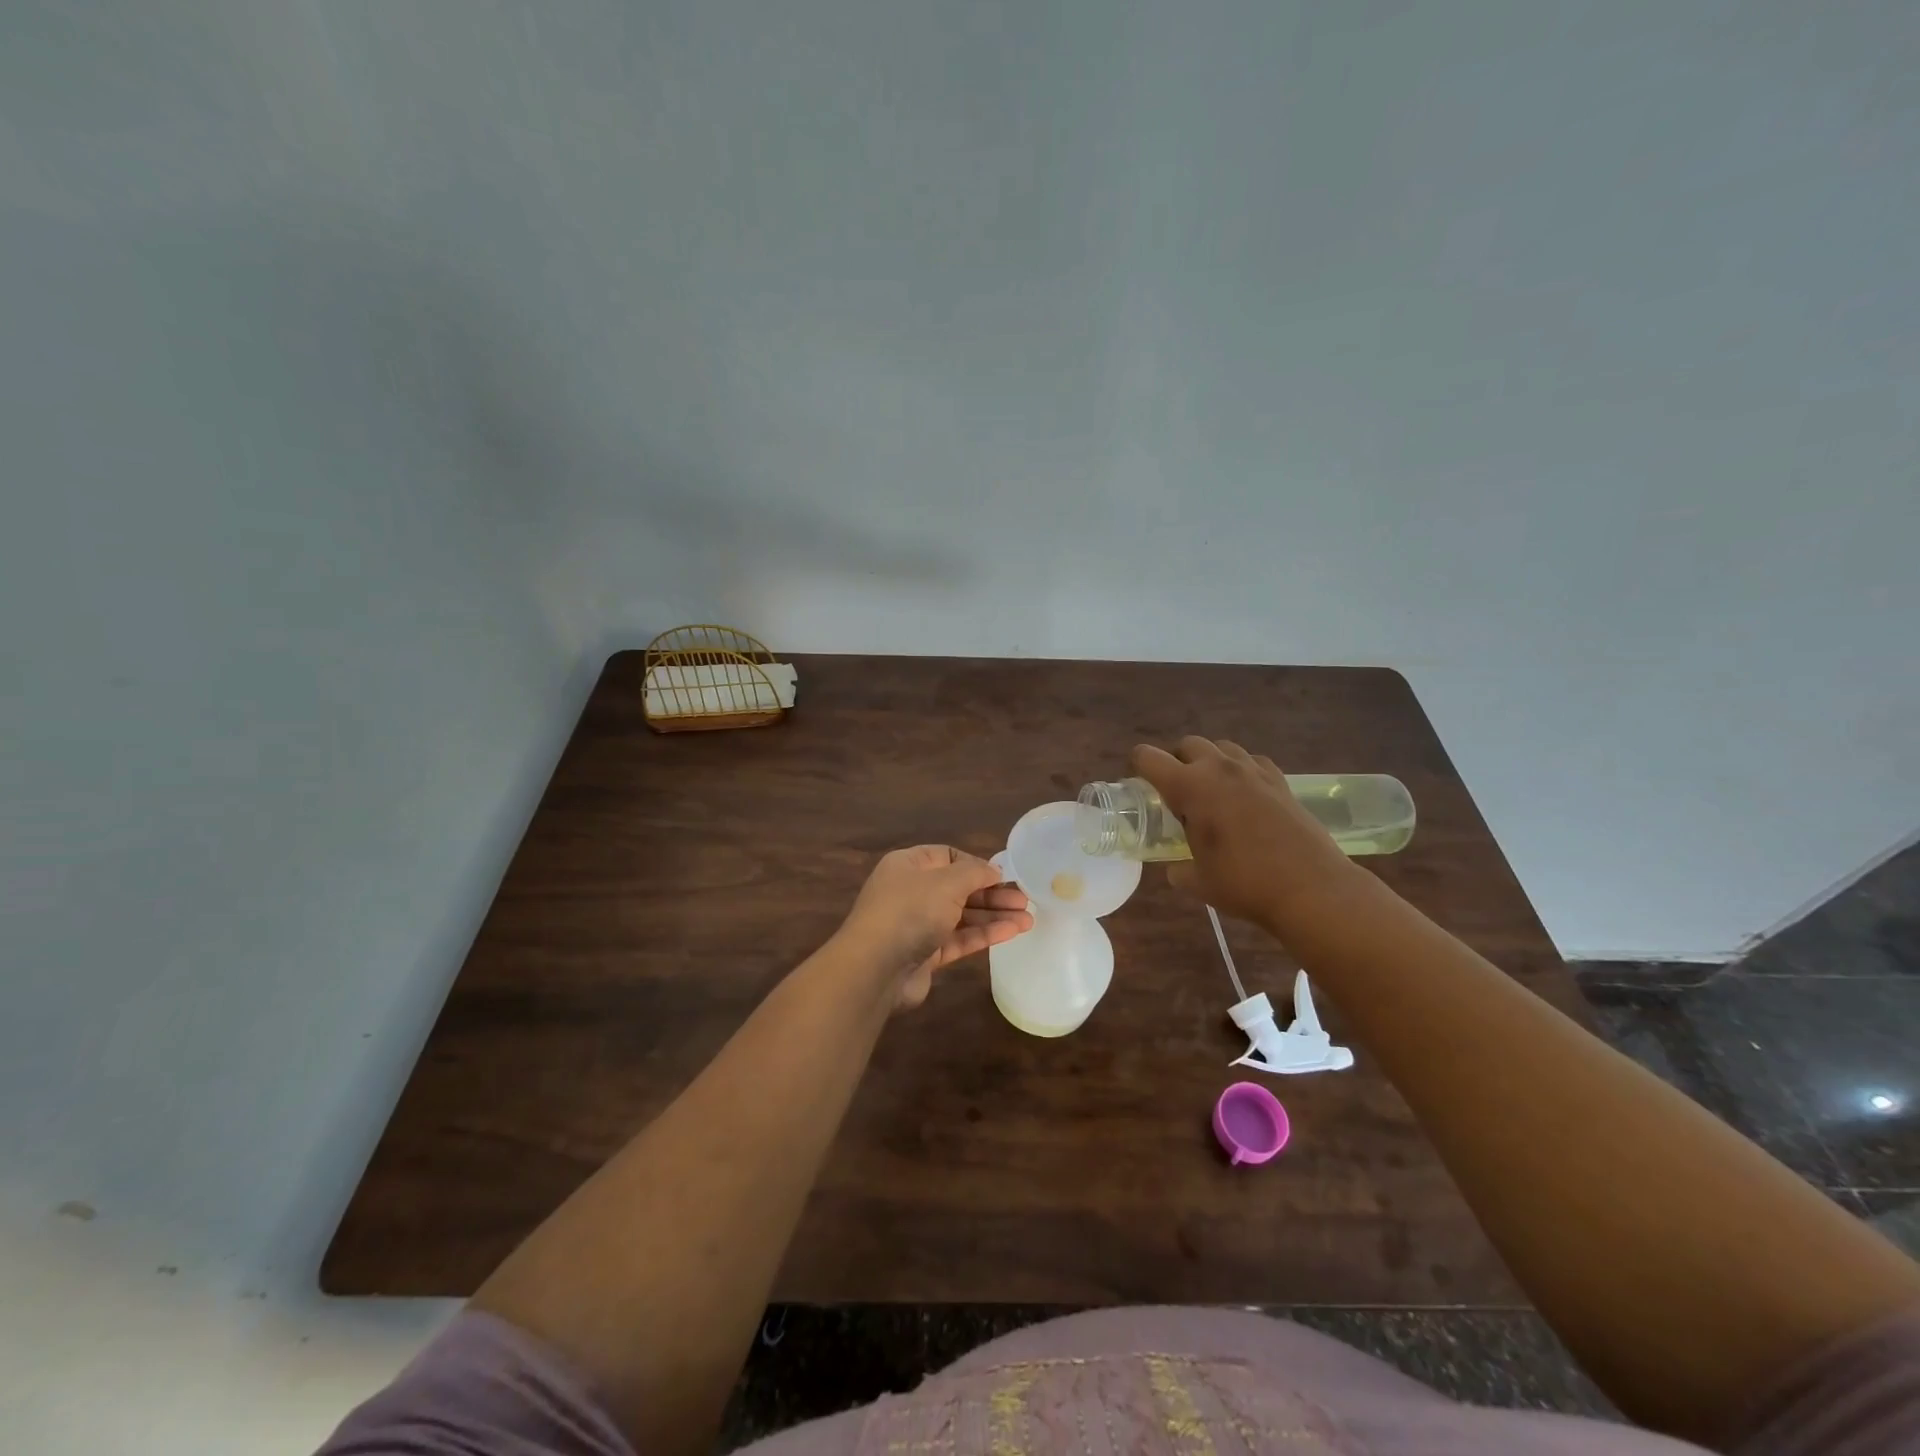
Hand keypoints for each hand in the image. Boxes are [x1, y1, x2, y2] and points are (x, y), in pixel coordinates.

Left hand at [833, 845, 1033, 1008]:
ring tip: (1028, 918)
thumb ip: (975, 873)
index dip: (976, 864)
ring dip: (994, 916)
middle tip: (1024, 899)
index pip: (947, 856)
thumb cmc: (910, 911)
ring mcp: (917, 924)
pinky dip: (984, 934)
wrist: (875, 968)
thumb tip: (993, 870)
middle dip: (992, 893)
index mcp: (908, 865)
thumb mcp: (946, 882)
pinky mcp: (925, 954)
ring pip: (962, 915)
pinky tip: (1012, 932)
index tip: (1004, 874)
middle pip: (958, 887)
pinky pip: (959, 939)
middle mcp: (911, 892)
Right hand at [1131, 737, 1356, 931]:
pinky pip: (1252, 761)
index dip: (1138, 767)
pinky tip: (1245, 796)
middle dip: (1176, 761)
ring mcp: (1253, 771)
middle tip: (1177, 793)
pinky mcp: (1280, 781)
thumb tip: (1176, 869)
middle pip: (1188, 744)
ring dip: (1210, 761)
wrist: (1311, 888)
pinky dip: (1242, 771)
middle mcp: (1219, 768)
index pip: (1149, 757)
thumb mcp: (1199, 882)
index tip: (1140, 786)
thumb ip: (1179, 870)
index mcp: (1190, 787)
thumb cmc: (1245, 884)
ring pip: (1222, 747)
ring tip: (1212, 791)